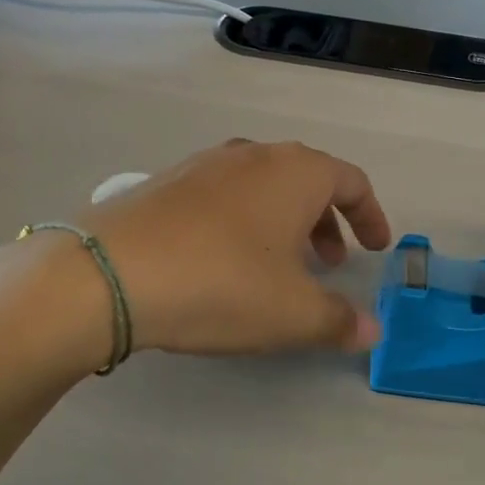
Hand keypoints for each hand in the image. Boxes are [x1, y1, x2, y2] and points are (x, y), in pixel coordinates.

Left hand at [5, 140, 393, 359]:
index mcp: (295, 172)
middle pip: (307, 179)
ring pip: (263, 186)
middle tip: (330, 263)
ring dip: (283, 221)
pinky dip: (242, 220)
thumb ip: (339, 321)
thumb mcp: (291, 313)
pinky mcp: (166, 181)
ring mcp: (205, 163)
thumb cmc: (220, 284)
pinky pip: (223, 194)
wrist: (107, 273)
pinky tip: (223, 260)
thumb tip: (371, 331)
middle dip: (326, 221)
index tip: (376, 248)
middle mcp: (254, 154)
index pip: (351, 181)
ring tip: (278, 265)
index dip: (370, 215)